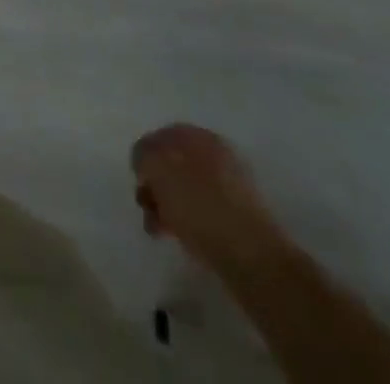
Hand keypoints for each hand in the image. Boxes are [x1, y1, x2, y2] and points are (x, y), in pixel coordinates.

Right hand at [132, 123, 287, 269]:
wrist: (251, 254)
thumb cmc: (198, 205)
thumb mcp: (159, 168)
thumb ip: (144, 155)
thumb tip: (145, 163)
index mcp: (196, 134)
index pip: (159, 137)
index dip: (143, 159)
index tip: (138, 184)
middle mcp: (214, 152)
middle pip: (173, 164)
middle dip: (156, 185)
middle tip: (147, 208)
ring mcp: (230, 183)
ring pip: (186, 189)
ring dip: (168, 206)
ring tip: (160, 230)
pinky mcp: (239, 215)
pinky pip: (202, 210)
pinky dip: (188, 221)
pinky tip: (182, 238)